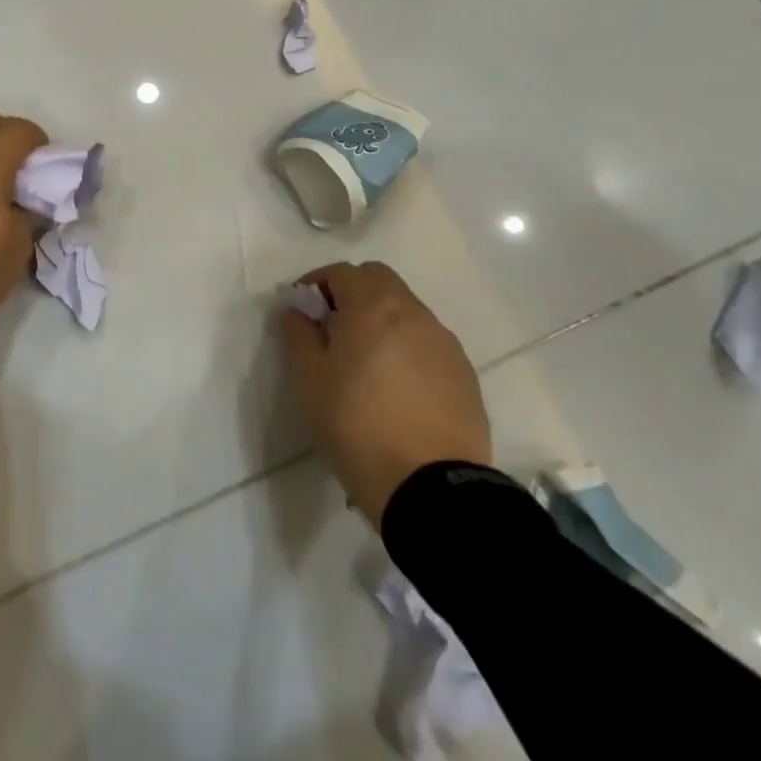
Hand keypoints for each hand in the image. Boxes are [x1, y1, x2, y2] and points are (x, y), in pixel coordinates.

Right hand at [280, 260, 490, 527]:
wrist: (432, 488)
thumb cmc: (357, 425)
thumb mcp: (309, 380)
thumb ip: (298, 334)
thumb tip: (296, 310)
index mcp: (373, 305)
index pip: (341, 272)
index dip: (315, 284)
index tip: (301, 310)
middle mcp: (413, 312)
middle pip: (379, 280)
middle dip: (352, 293)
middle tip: (332, 329)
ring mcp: (444, 342)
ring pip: (406, 311)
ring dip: (381, 320)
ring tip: (364, 361)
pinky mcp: (464, 374)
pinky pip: (427, 343)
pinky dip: (407, 348)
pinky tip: (396, 386)